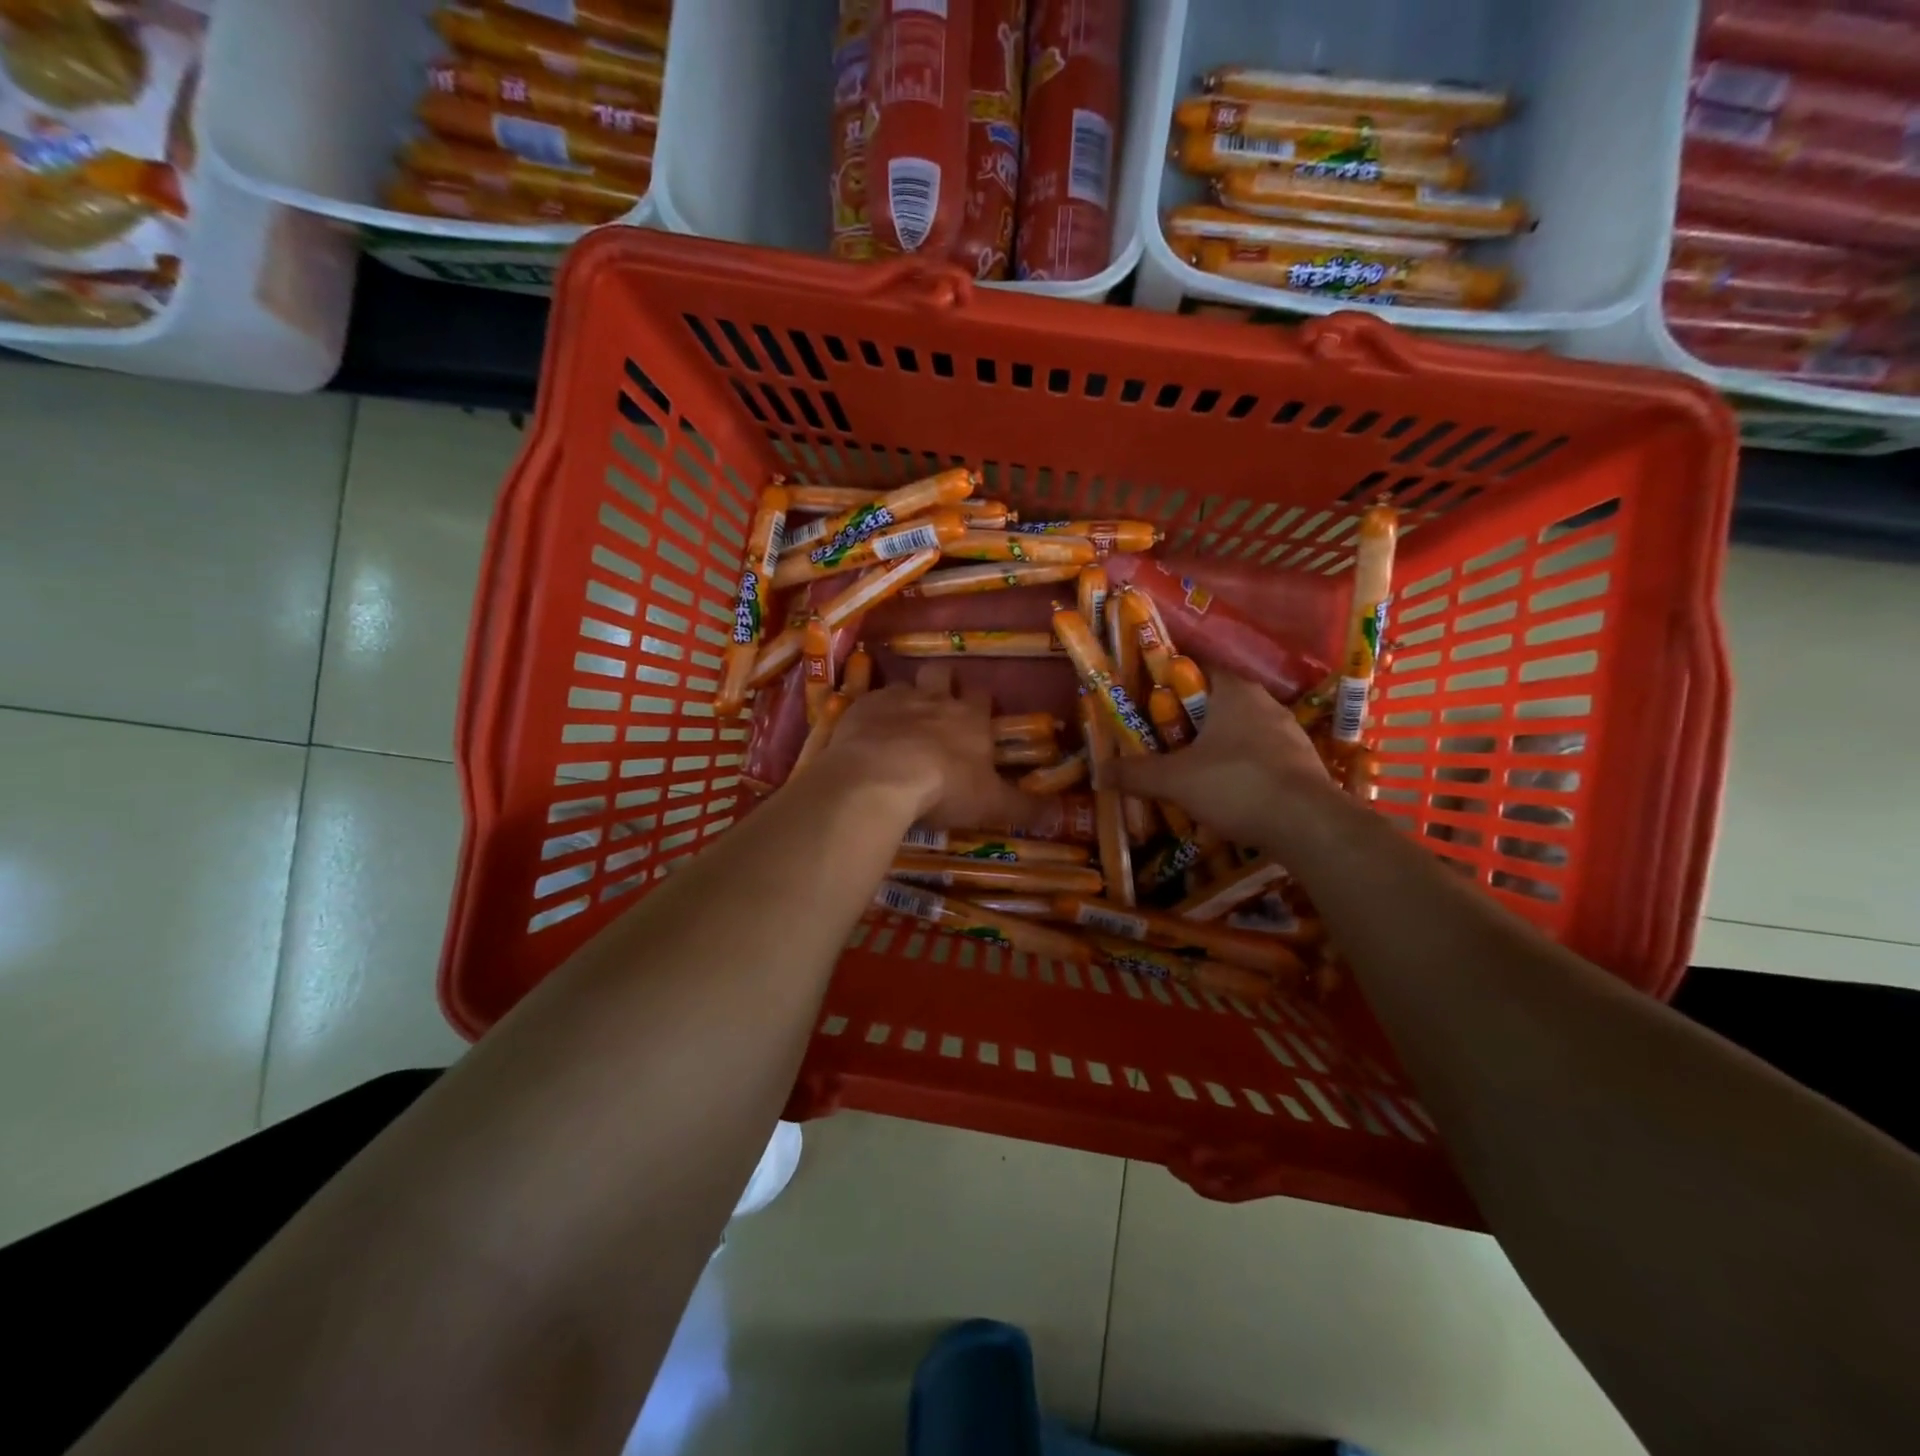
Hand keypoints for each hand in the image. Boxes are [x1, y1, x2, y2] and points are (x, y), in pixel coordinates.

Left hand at [814, 666, 1054, 831]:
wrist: (880, 778)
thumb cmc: (944, 788)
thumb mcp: (991, 805)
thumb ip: (1024, 807)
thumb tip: (1059, 814)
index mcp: (969, 718)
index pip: (981, 697)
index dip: (980, 703)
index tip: (979, 715)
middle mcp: (934, 700)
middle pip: (941, 674)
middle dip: (942, 683)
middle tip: (938, 704)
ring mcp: (894, 699)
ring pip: (903, 685)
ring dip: (904, 699)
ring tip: (900, 722)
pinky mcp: (860, 708)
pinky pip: (868, 701)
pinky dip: (871, 714)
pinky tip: (866, 733)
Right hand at [1106, 671, 1334, 849]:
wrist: (1309, 825)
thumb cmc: (1236, 784)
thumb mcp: (1174, 780)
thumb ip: (1135, 774)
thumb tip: (1099, 773)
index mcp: (1234, 691)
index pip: (1197, 668)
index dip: (1169, 681)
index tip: (1147, 700)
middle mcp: (1265, 703)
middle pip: (1217, 702)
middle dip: (1189, 720)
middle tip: (1162, 741)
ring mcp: (1290, 733)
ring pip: (1242, 731)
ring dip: (1217, 746)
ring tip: (1191, 770)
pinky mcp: (1303, 764)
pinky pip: (1262, 757)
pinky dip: (1241, 769)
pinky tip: (1227, 793)